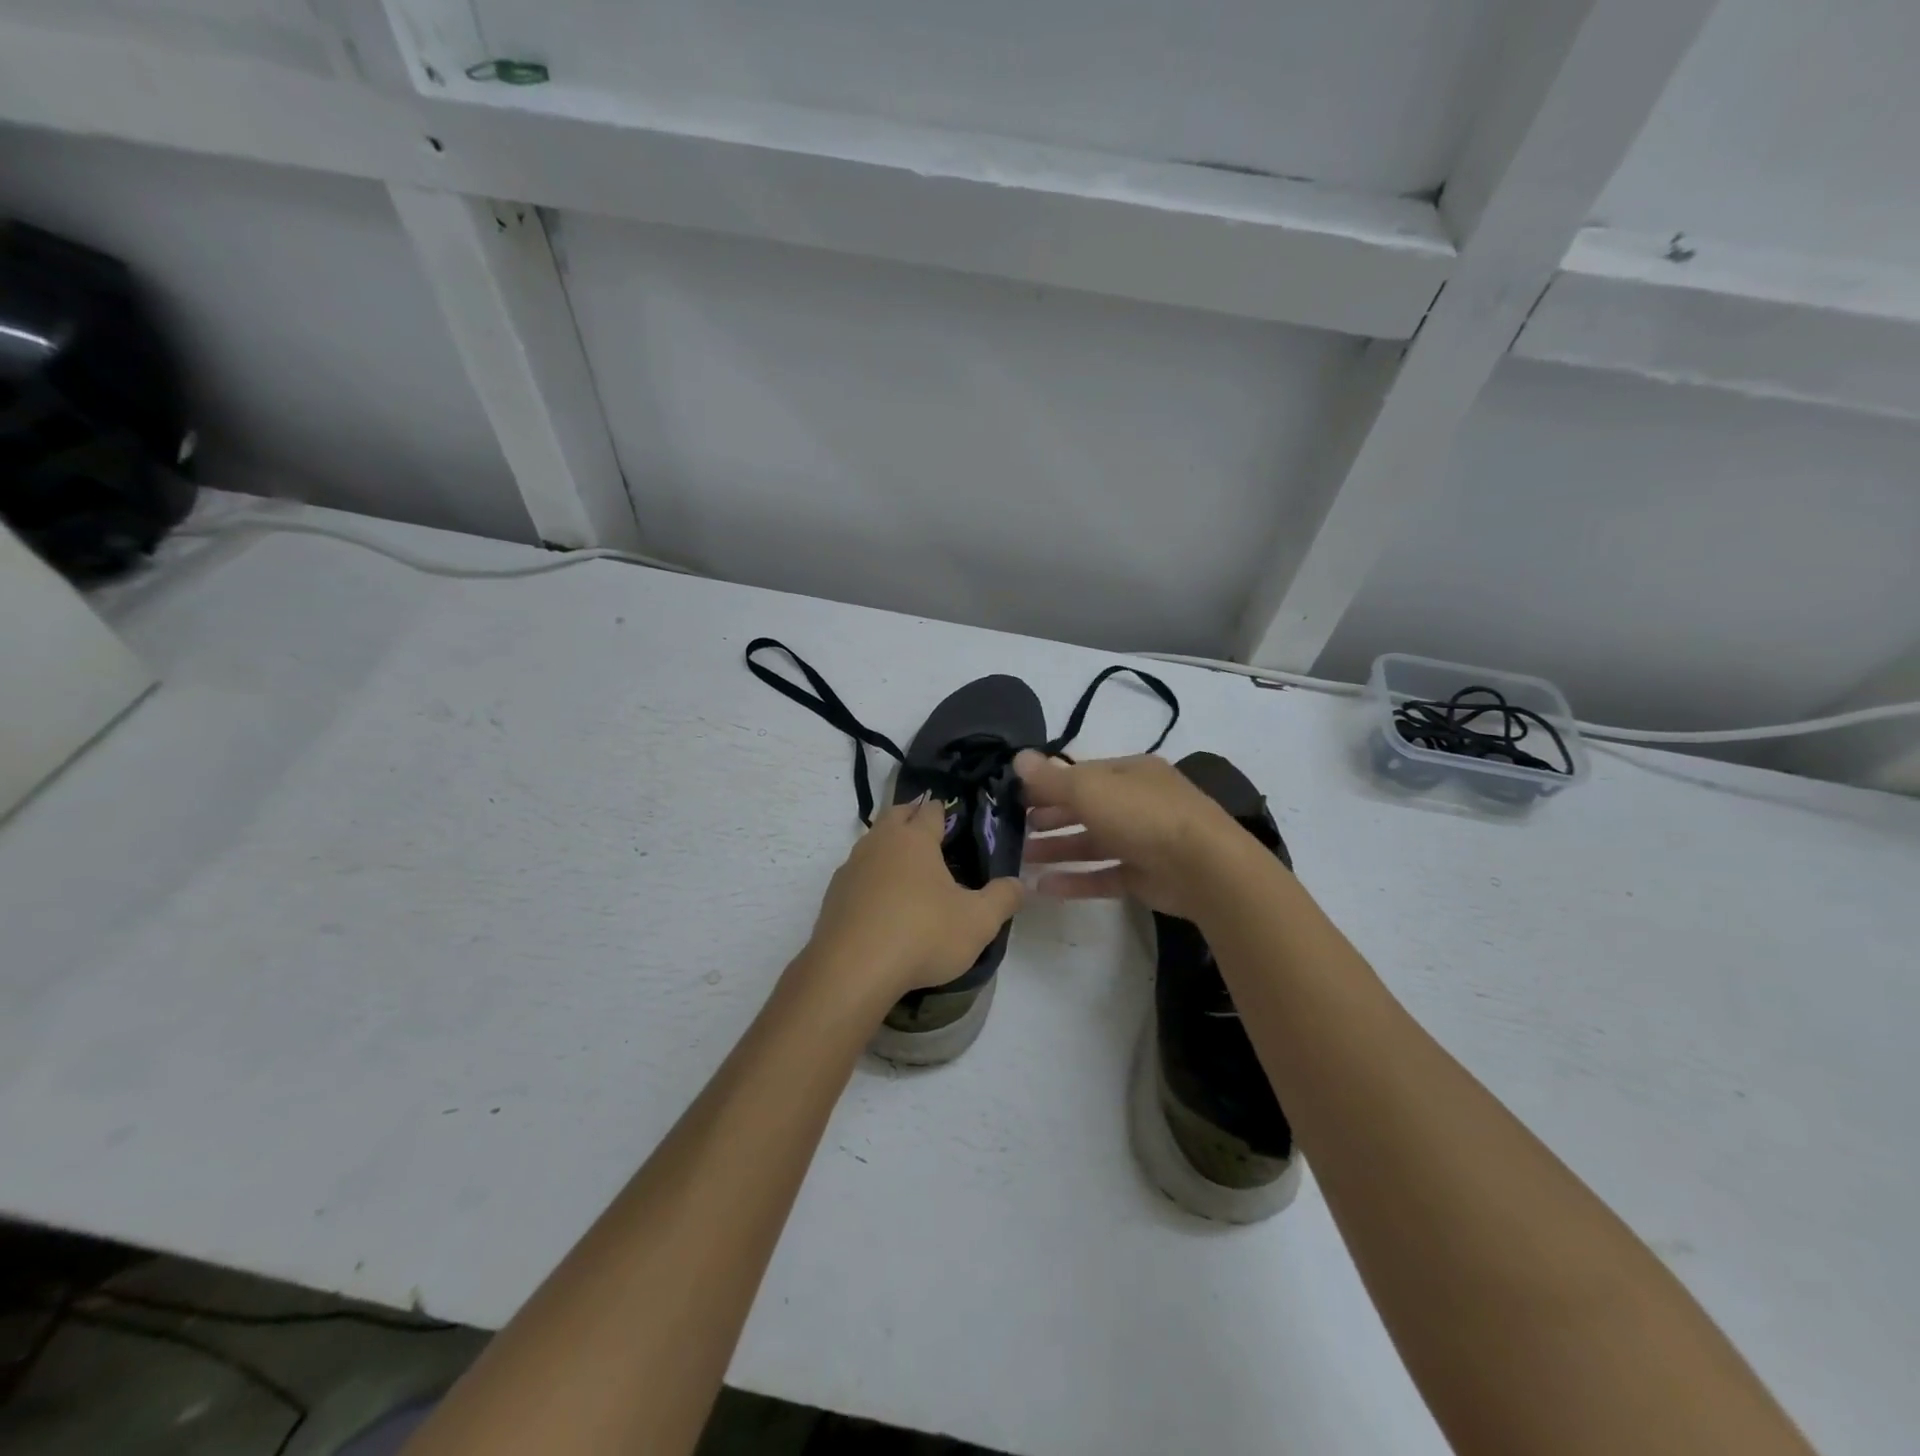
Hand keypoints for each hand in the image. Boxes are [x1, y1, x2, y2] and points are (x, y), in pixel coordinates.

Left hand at [802, 796, 1023, 1005]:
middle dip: (912, 817)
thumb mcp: (978, 921)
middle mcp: (879, 843)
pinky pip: (857, 875)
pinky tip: (882, 903)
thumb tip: (1019, 883)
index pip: (930, 810)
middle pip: (895, 815)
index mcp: (914, 839)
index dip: (944, 811)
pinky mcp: (834, 895)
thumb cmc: (923, 935)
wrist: (853, 970)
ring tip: (908, 870)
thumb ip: (1003, 898)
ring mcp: (851, 867)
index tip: (955, 822)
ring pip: (872, 843)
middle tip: (931, 835)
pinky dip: (871, 879)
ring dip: (888, 848)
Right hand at [1015, 750, 1261, 920]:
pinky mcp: (1146, 878)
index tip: (1015, 798)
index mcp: (1130, 773)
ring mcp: (1144, 842)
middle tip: (1015, 829)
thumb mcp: (1090, 789)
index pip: (1081, 774)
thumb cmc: (1143, 815)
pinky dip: (1075, 881)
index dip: (1047, 784)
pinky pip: (1104, 876)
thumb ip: (1051, 778)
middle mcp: (1138, 803)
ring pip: (1092, 843)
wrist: (1204, 868)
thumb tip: (1018, 757)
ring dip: (1057, 849)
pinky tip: (1043, 888)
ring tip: (1021, 859)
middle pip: (1086, 808)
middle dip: (1050, 817)